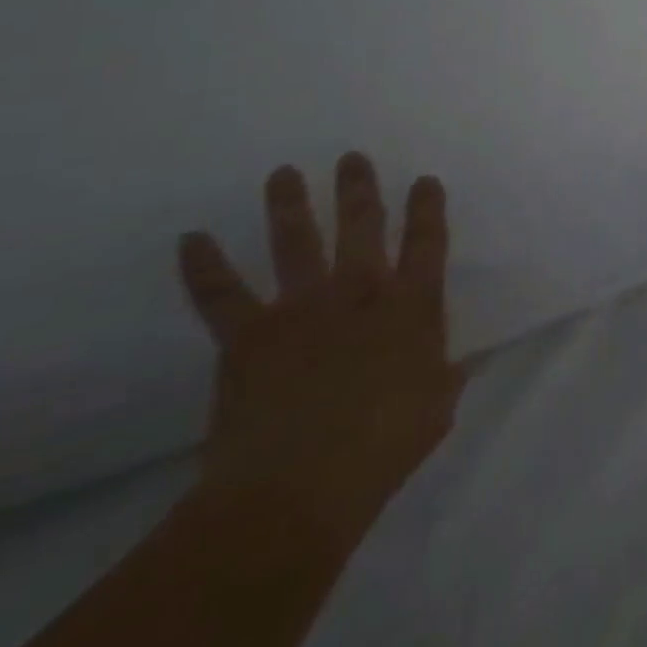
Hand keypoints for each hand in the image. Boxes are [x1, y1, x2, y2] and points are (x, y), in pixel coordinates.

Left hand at [177, 153, 464, 559]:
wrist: (297, 488)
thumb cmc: (383, 448)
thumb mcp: (436, 410)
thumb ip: (444, 378)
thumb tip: (455, 365)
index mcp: (411, 307)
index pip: (427, 243)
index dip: (428, 208)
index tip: (425, 181)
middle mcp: (359, 293)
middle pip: (362, 227)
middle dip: (359, 189)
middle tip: (352, 158)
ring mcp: (301, 309)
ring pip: (296, 243)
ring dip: (289, 205)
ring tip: (284, 173)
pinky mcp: (248, 337)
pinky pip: (221, 295)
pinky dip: (204, 266)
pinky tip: (191, 239)